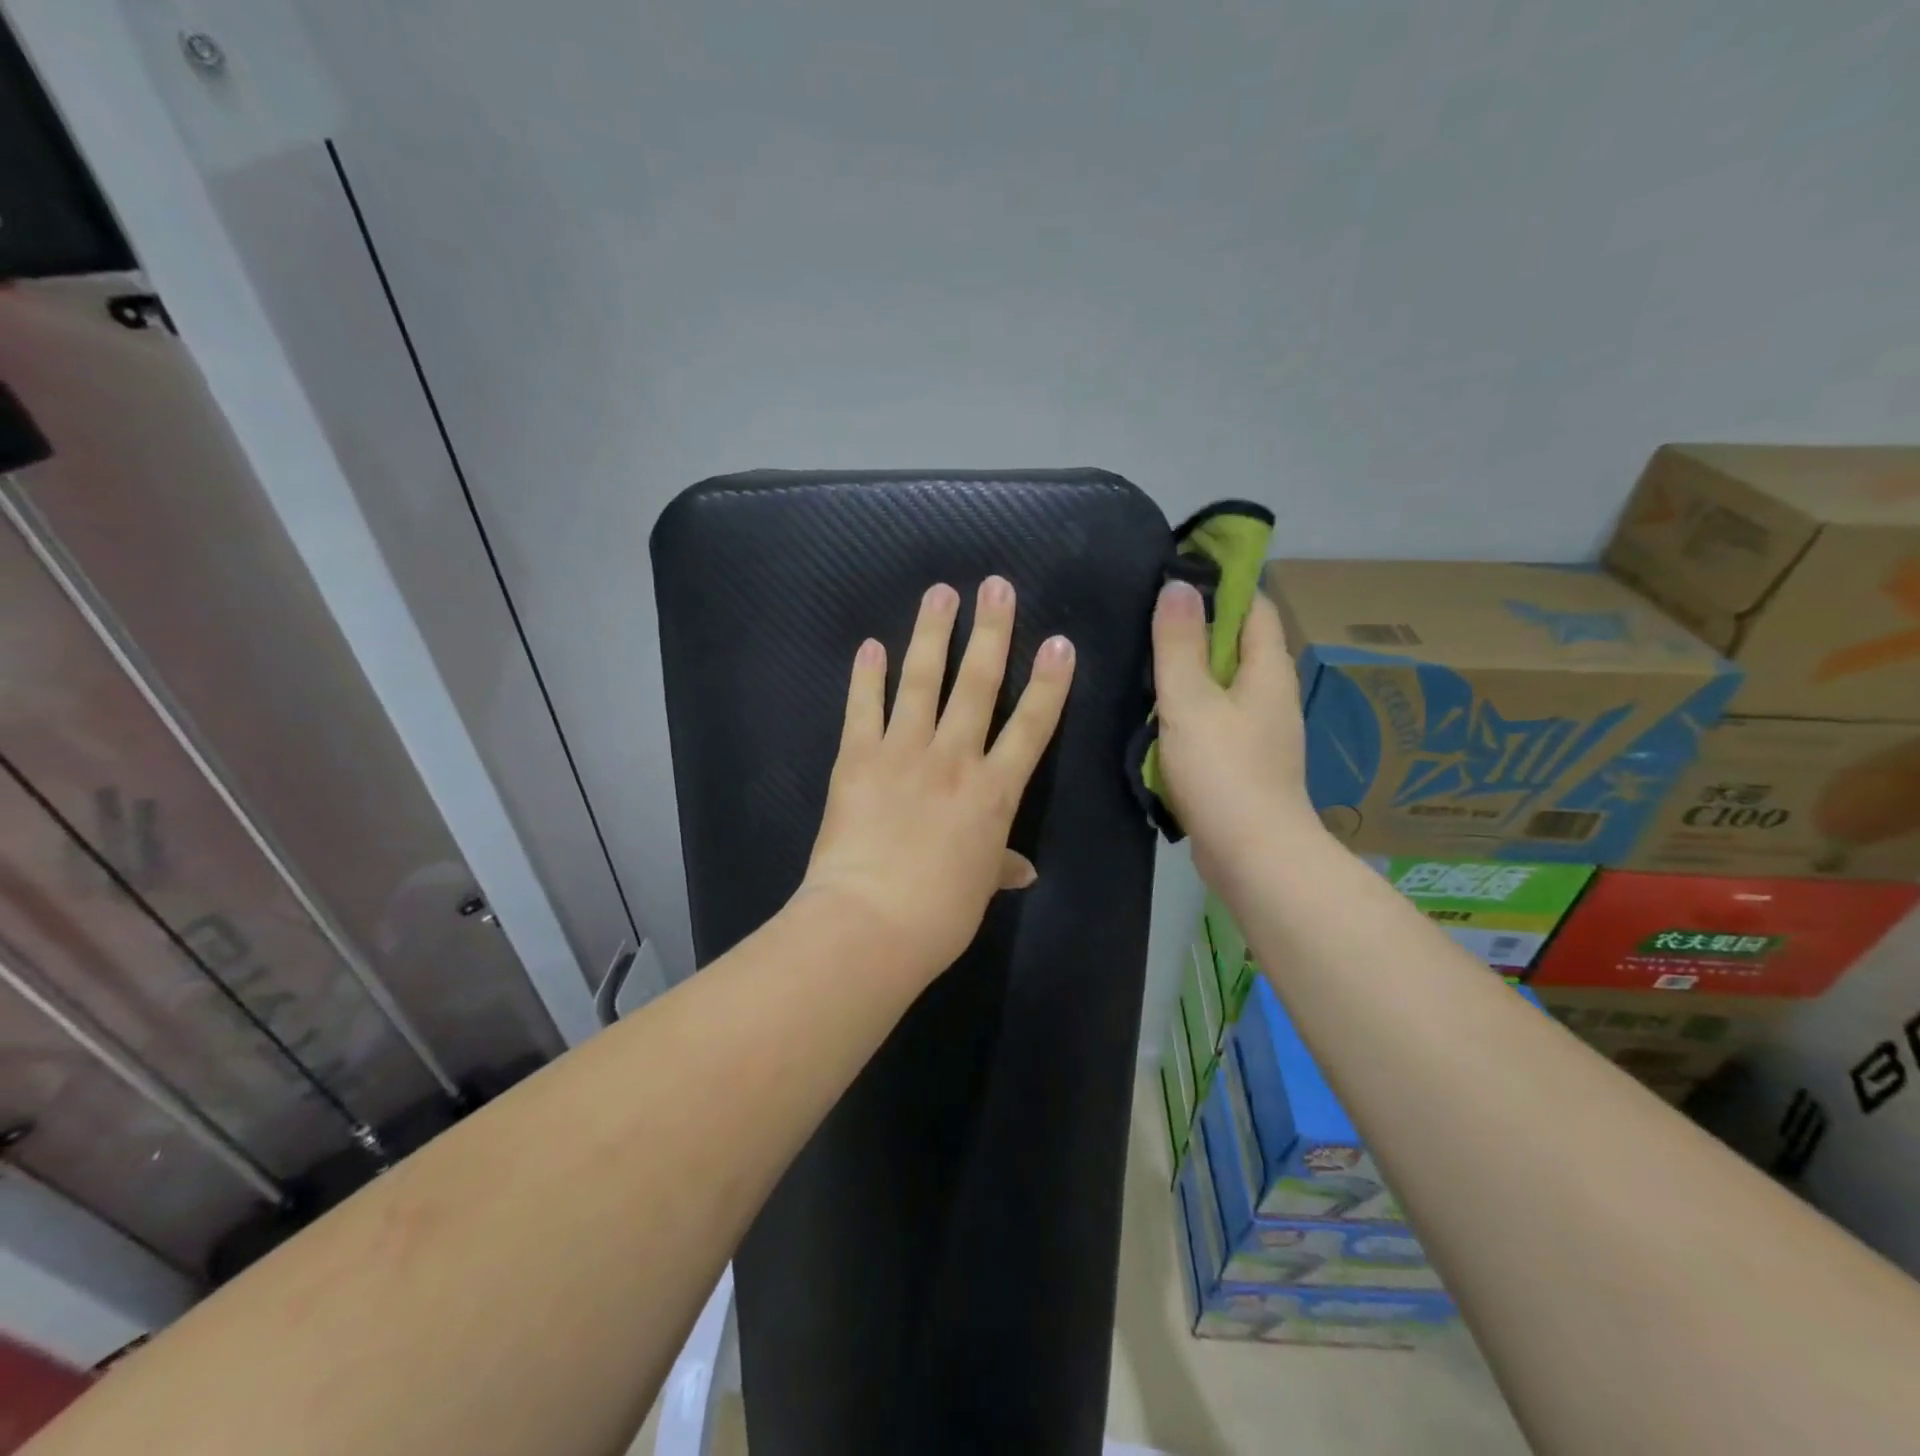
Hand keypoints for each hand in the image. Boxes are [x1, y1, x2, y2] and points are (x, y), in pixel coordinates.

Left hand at [799, 577, 1075, 980]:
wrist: (872, 923)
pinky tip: (870, 645)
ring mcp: (904, 753)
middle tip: (996, 586)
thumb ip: (1000, 866)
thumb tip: (1024, 870)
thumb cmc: (939, 914)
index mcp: (994, 792)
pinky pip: (863, 708)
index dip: (1048, 682)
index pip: (1032, 726)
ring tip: (940, 592)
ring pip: (922, 682)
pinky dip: (866, 676)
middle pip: (978, 685)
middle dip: (991, 632)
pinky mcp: (858, 758)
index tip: (1059, 642)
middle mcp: (955, 759)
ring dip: (932, 634)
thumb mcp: (980, 888)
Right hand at [1151, 580, 1324, 888]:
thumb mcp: (1190, 700)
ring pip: (1223, 688)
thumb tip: (1178, 585)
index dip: (1222, 586)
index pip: (1254, 607)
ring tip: (1142, 666)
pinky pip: (1216, 723)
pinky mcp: (1245, 766)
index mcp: (1267, 671)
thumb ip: (1179, 644)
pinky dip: (1189, 714)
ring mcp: (1261, 734)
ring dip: (1190, 676)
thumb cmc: (1223, 771)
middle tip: (1145, 621)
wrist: (1253, 857)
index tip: (1175, 578)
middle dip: (1197, 631)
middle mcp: (1272, 696)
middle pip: (1238, 646)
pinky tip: (1156, 719)